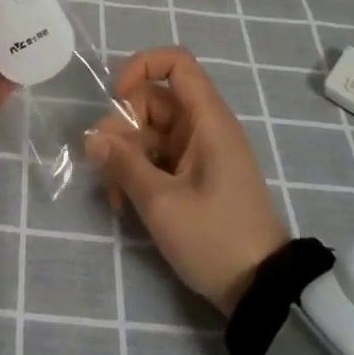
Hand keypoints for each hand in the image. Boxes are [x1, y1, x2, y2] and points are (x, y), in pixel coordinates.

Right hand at [85, 46, 289, 315]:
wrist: (262, 292)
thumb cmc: (216, 239)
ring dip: (126, 155)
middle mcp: (204, 127)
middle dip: (123, 127)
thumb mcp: (162, 203)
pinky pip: (158, 156)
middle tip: (108, 164)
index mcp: (208, 120)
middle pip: (153, 100)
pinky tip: (125, 203)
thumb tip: (92, 137)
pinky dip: (139, 172)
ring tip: (115, 196)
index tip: (117, 98)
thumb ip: (124, 164)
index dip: (142, 67)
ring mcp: (200, 152)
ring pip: (150, 131)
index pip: (176, 63)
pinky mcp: (195, 175)